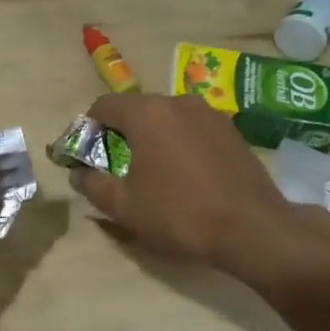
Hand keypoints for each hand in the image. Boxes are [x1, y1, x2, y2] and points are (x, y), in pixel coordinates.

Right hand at [67, 93, 329, 270]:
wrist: (253, 229)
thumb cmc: (179, 214)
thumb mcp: (124, 206)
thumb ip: (92, 184)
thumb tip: (77, 173)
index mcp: (147, 112)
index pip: (103, 106)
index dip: (88, 129)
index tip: (85, 155)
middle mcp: (177, 101)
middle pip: (136, 109)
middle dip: (120, 133)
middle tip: (115, 167)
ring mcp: (209, 113)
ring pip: (166, 118)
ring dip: (152, 138)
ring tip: (152, 172)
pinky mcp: (231, 130)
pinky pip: (192, 128)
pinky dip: (179, 143)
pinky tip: (184, 174)